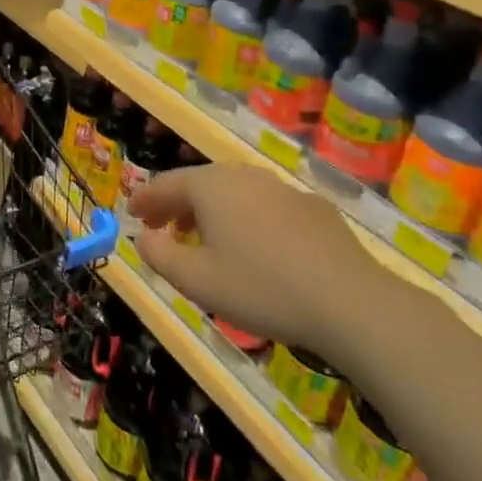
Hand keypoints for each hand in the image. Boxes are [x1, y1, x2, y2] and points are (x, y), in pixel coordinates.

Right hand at [128, 163, 382, 361]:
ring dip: (210, 211)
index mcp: (210, 187)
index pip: (165, 184)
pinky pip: (265, 207)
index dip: (144, 199)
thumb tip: (145, 237)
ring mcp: (283, 189)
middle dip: (176, 204)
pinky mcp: (314, 209)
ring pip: (234, 193)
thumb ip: (159, 255)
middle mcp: (244, 177)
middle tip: (162, 227)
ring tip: (204, 239)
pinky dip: (246, 219)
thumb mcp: (195, 280)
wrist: (351, 304)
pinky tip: (254, 248)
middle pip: (199, 183)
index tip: (130, 213)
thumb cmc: (260, 289)